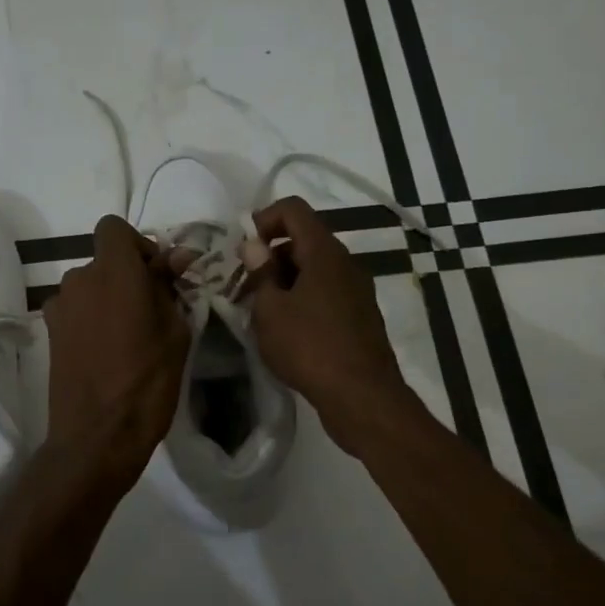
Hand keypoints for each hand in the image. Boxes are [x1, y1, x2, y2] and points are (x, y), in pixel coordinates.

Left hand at [42, 215, 190, 484]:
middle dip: (128, 275)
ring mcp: (59, 306)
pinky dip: (91, 317)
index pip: (114, 227)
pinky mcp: (49, 332)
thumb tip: (176, 257)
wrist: (97, 437)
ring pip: (90, 286)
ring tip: (129, 336)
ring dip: (109, 298)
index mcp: (114, 272)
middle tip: (152, 310)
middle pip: (104, 260)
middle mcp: (80, 279)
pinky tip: (106, 351)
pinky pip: (76, 309)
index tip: (156, 275)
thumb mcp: (175, 333)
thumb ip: (170, 287)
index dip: (137, 244)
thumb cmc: (147, 383)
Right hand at [246, 197, 418, 455]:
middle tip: (244, 286)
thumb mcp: (270, 310)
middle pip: (303, 239)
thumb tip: (254, 246)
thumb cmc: (309, 347)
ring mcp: (356, 290)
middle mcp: (345, 263)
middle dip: (269, 255)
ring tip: (260, 311)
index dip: (263, 219)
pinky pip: (325, 293)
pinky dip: (302, 299)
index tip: (242, 251)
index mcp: (324, 253)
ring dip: (284, 280)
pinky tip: (286, 330)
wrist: (362, 396)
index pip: (293, 209)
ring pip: (314, 269)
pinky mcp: (359, 316)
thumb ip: (260, 273)